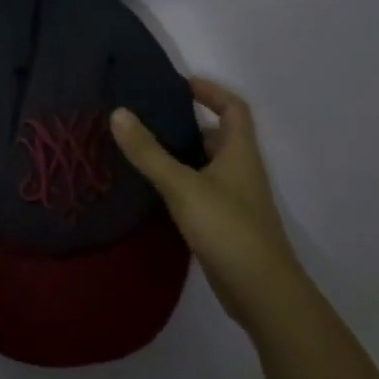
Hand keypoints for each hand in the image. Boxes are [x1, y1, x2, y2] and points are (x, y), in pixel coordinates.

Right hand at [111, 78, 298, 330]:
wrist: (261, 292)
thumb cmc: (227, 228)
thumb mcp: (182, 185)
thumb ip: (148, 151)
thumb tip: (118, 112)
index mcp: (239, 152)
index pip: (233, 108)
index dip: (210, 91)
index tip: (179, 85)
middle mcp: (240, 170)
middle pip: (216, 135)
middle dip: (185, 123)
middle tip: (146, 117)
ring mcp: (234, 199)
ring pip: (205, 165)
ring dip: (178, 154)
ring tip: (140, 148)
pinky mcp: (224, 224)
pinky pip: (199, 190)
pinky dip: (178, 183)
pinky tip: (151, 189)